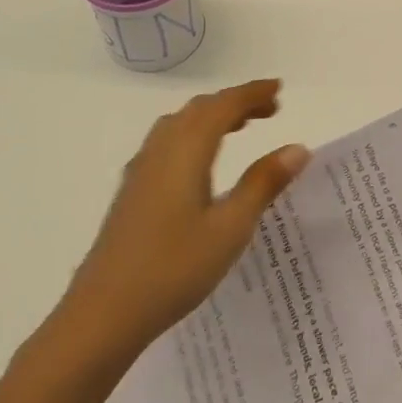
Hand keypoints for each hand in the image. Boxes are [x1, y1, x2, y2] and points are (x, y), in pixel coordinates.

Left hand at [64, 80, 309, 357]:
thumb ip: (263, 183)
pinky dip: (193, 135)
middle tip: (270, 109)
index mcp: (186, 150)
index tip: (279, 88)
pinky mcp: (132, 191)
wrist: (103, 314)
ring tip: (240, 127)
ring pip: (180, 124)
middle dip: (235, 102)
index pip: (224, 105)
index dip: (252, 93)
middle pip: (201, 109)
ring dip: (212, 116)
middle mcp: (161, 149)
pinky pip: (167, 142)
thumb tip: (298, 148)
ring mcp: (141, 170)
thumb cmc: (174, 268)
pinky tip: (200, 163)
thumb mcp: (230, 227)